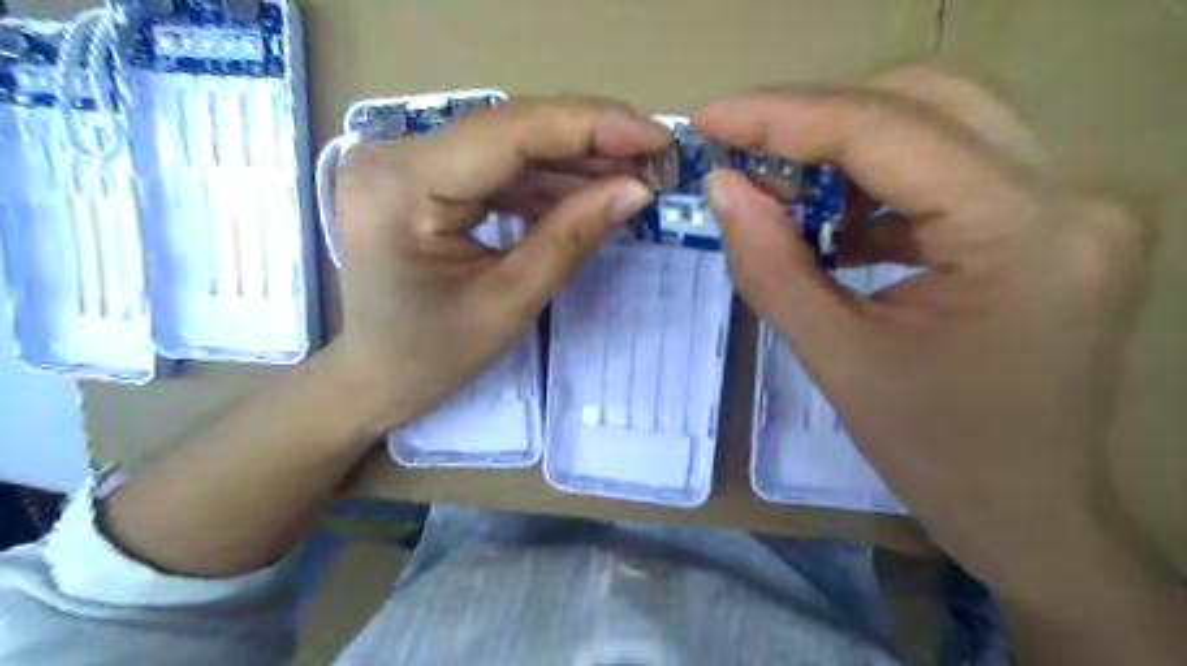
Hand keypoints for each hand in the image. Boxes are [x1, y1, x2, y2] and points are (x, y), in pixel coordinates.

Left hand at [322, 97, 666, 433]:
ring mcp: (406, 162)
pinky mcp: (422, 177)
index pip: (510, 133)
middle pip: (511, 130)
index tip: (658, 136)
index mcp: (402, 187)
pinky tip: (589, 191)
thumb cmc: (434, 356)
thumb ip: (572, 236)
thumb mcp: (509, 301)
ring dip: (574, 161)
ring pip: (509, 145)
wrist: (377, 375)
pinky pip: (496, 168)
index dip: (592, 126)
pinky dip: (546, 181)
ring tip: (633, 176)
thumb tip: (636, 189)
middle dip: (591, 142)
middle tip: (656, 158)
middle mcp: (395, 155)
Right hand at [698, 69, 1160, 614]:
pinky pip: (950, 166)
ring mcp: (1071, 203)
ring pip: (939, 122)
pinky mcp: (1050, 220)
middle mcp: (1071, 195)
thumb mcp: (837, 360)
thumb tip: (722, 186)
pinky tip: (835, 224)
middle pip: (924, 101)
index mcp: (1024, 236)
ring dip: (846, 147)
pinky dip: (878, 182)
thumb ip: (772, 266)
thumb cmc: (936, 454)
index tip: (710, 119)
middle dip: (816, 118)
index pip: (887, 132)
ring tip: (782, 190)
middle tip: (742, 147)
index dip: (784, 116)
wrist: (1027, 511)